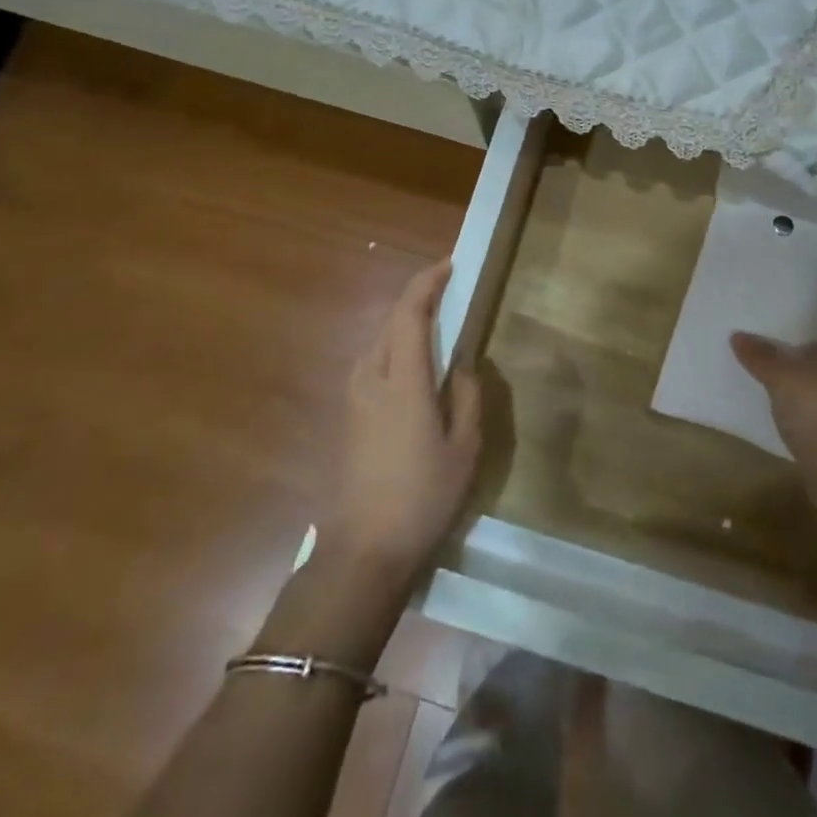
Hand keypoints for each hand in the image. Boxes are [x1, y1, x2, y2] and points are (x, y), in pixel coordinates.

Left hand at [327, 259, 481, 579]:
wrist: (364, 550)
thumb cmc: (423, 496)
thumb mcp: (464, 447)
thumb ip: (468, 395)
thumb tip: (463, 362)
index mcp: (402, 380)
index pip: (409, 312)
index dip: (427, 282)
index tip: (450, 266)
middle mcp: (371, 377)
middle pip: (391, 321)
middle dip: (419, 301)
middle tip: (451, 297)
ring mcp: (354, 396)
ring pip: (379, 341)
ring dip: (406, 325)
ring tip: (437, 329)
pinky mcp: (348, 414)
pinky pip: (374, 362)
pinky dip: (395, 348)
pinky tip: (415, 367)